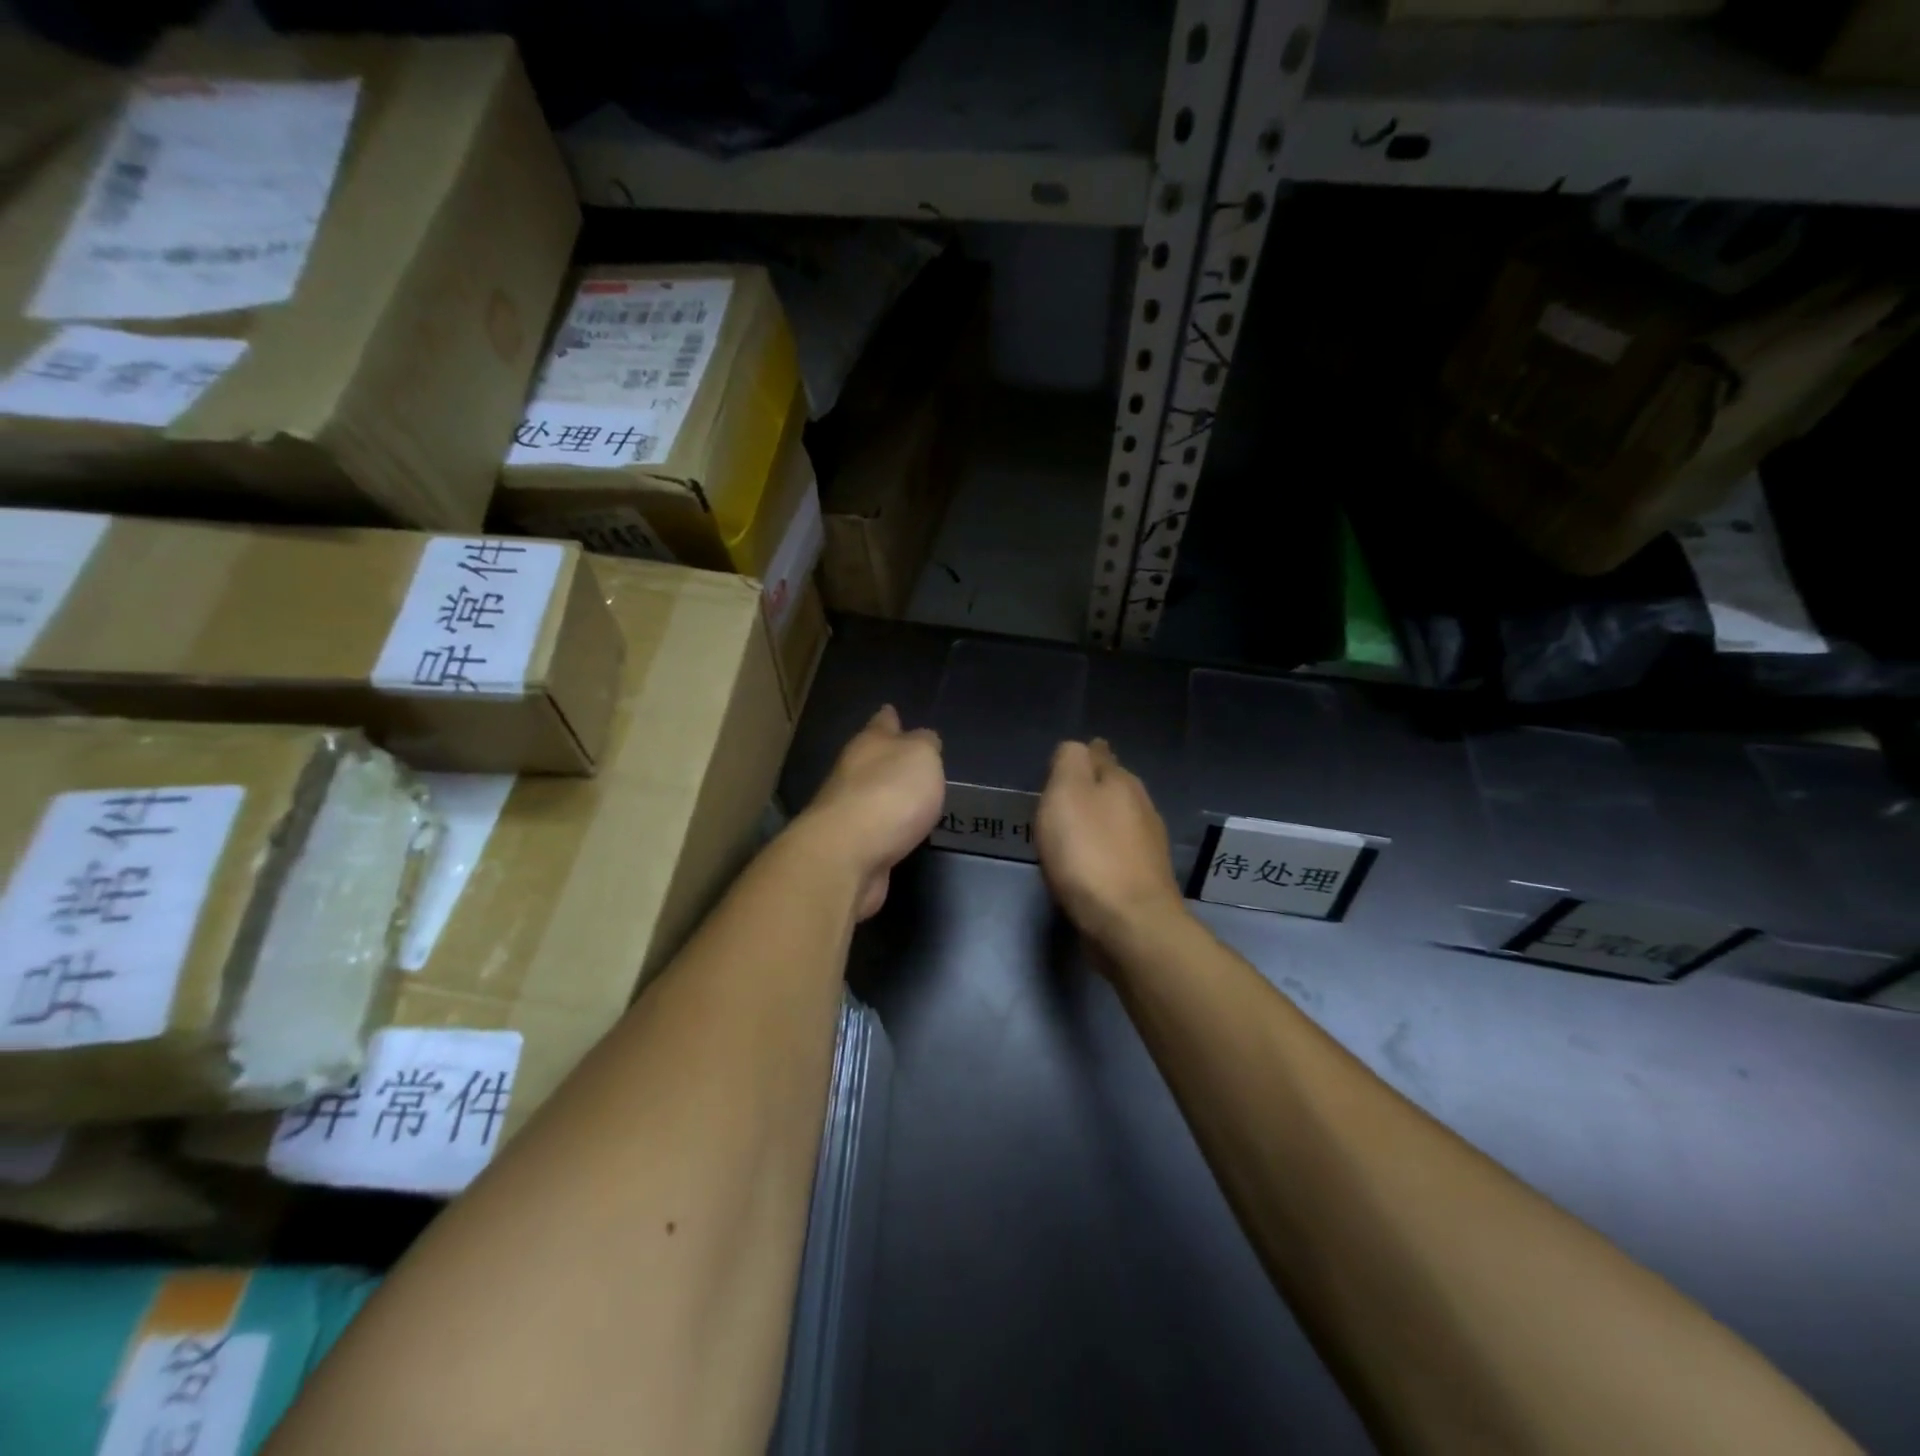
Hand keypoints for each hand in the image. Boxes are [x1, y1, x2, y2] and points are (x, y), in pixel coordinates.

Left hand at [793, 705, 944, 920]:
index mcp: (870, 744)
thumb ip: (925, 745)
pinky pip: (873, 829)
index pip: (882, 723)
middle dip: (886, 757)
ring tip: (910, 798)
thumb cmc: (890, 794)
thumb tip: (923, 739)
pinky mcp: (849, 846)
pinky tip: (899, 833)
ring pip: (870, 795)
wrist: (846, 855)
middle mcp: (852, 773)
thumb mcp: (921, 756)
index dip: (889, 718)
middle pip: (871, 759)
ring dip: (886, 795)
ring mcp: (847, 811)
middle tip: (908, 759)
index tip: (890, 711)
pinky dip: (885, 829)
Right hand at [1036, 739, 1186, 952]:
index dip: (1083, 756)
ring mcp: (1147, 846)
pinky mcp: (1144, 880)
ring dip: (1100, 821)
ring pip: (1120, 820)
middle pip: (1114, 787)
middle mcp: (1141, 808)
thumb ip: (1070, 762)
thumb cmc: (1089, 853)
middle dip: (1093, 787)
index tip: (1067, 763)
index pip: (1101, 756)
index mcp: (1121, 783)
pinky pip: (1119, 853)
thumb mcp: (1067, 793)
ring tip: (1075, 828)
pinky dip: (1104, 851)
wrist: (1128, 923)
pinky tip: (1090, 863)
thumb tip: (1078, 748)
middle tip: (1066, 796)